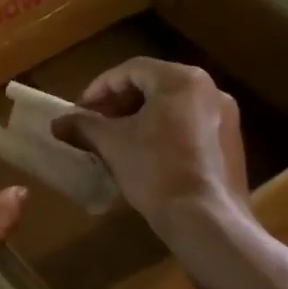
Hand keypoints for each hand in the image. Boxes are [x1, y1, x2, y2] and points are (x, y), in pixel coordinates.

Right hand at [50, 59, 249, 230]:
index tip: (79, 109)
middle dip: (119, 103)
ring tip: (116, 139)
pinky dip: (163, 131)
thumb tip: (57, 123)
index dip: (99, 88)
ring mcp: (225, 116)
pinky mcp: (231, 143)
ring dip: (140, 117)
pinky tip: (145, 154)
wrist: (205, 218)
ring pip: (172, 106)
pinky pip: (189, 125)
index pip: (131, 70)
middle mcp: (209, 89)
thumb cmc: (155, 170)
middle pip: (154, 85)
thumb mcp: (111, 144)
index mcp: (181, 80)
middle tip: (95, 122)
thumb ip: (83, 126)